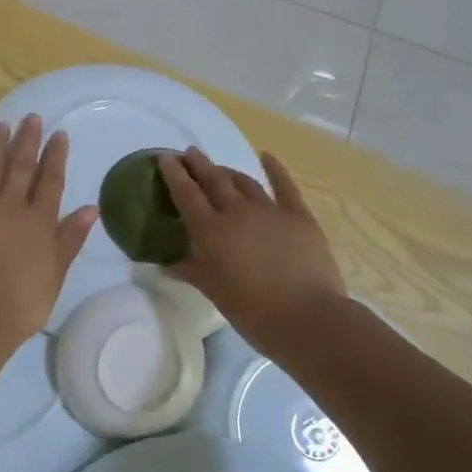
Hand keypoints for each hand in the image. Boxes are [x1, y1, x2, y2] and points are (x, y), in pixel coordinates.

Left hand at [0, 116, 98, 351]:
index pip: (49, 179)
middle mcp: (8, 207)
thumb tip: (92, 207)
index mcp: (38, 220)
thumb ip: (71, 237)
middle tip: (31, 118)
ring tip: (0, 125)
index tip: (58, 134)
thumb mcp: (56, 272)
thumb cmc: (23, 302)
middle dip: (27, 140)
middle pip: (19, 166)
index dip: (55, 155)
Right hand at [157, 148, 344, 345]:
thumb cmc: (253, 311)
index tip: (164, 157)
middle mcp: (237, 212)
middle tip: (189, 153)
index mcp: (212, 231)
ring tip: (219, 168)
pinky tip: (267, 157)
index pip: (186, 194)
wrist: (307, 317)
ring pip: (244, 181)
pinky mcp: (298, 215)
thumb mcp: (214, 292)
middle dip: (199, 164)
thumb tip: (166, 265)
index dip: (174, 174)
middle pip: (214, 179)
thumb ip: (190, 272)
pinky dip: (274, 169)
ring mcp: (270, 210)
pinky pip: (284, 185)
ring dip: (228, 171)